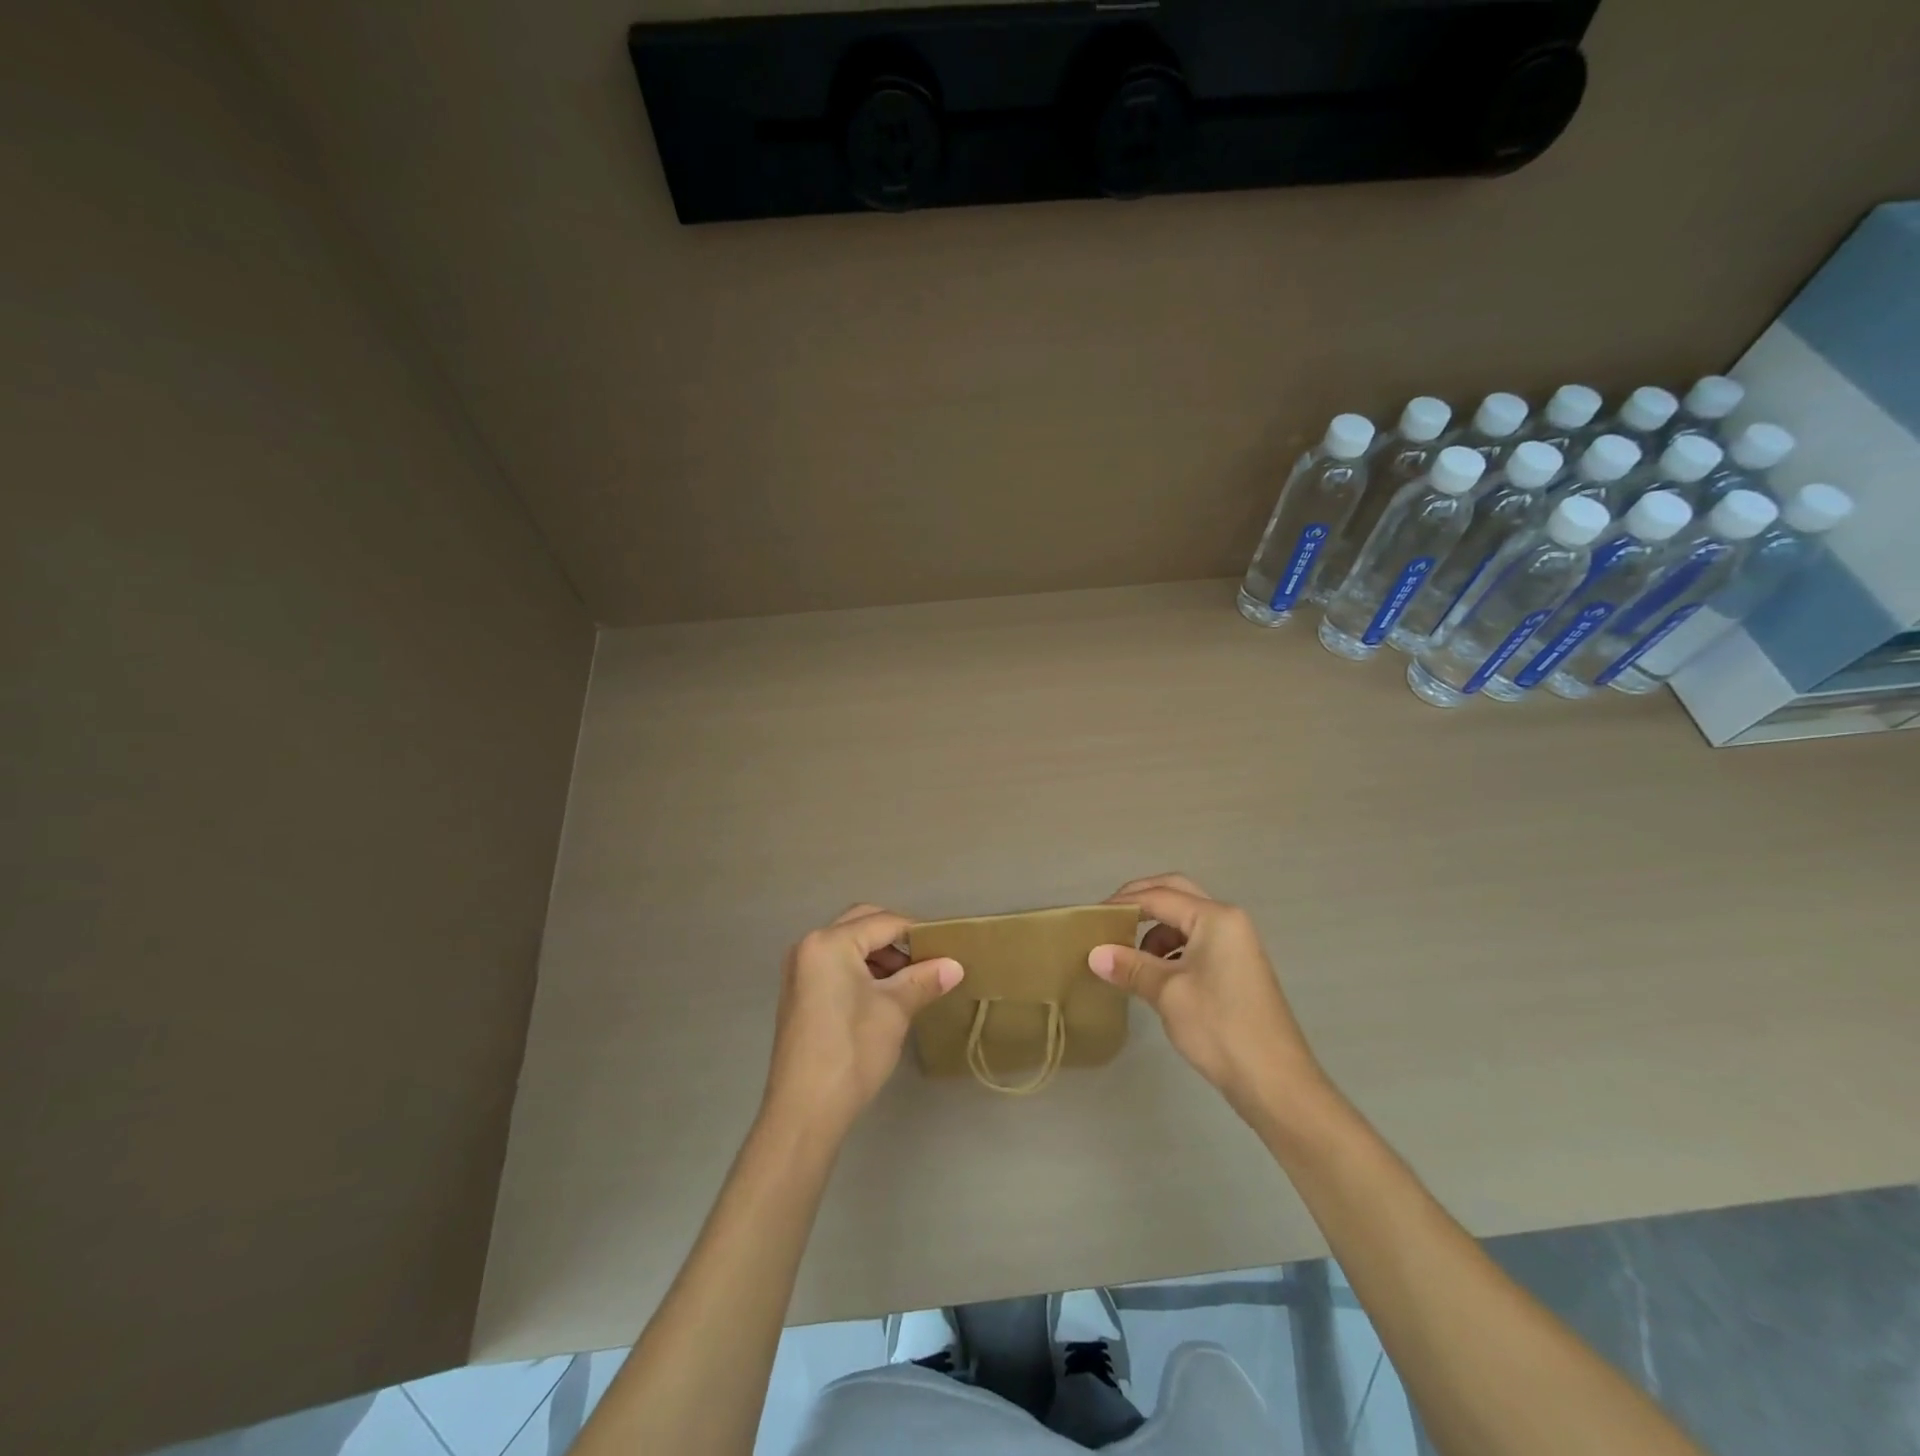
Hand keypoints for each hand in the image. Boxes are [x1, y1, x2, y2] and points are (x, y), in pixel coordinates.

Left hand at [763, 904, 963, 1139]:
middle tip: (927, 958)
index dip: (917, 932)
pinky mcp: (798, 993)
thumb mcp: (894, 1011)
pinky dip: (861, 969)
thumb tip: (955, 965)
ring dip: (879, 954)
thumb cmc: (852, 1051)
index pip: (883, 922)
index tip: (946, 947)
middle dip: (896, 938)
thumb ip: (924, 980)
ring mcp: (799, 970)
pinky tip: (884, 994)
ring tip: (910, 980)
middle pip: (861, 924)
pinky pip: (835, 964)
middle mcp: (809, 946)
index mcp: (829, 942)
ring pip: (848, 944)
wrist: (805, 1111)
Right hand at [1090, 875, 1331, 1129]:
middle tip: (1108, 918)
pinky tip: (1153, 974)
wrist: (1276, 1083)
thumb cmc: (1220, 1028)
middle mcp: (1228, 921)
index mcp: (1215, 918)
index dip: (1122, 904)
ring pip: (1185, 920)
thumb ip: (1130, 967)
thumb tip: (1094, 954)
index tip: (1090, 918)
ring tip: (1126, 954)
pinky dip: (1170, 949)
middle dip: (1140, 902)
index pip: (1159, 897)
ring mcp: (1235, 944)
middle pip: (1176, 895)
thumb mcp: (1168, 994)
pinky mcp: (1235, 968)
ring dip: (1155, 930)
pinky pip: (1195, 943)